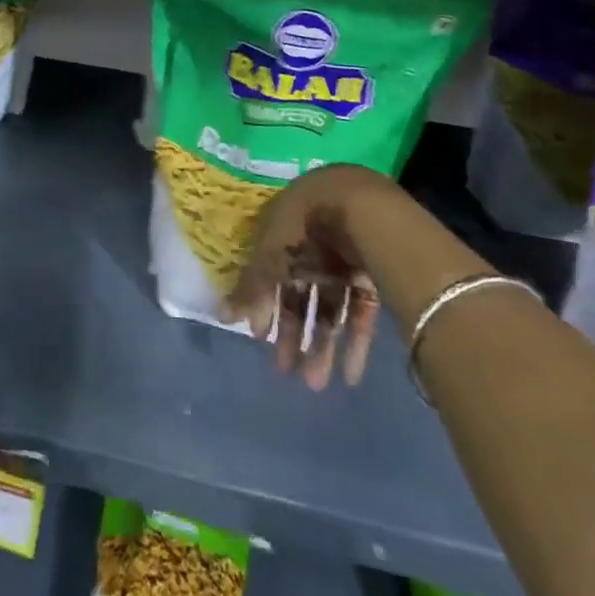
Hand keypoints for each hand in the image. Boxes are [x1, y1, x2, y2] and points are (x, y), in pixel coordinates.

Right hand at [222, 164, 391, 389]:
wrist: (362, 211)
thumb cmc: (304, 229)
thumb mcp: (270, 258)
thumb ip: (250, 289)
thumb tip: (221, 315)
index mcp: (284, 230)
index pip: (270, 271)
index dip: (263, 304)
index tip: (258, 336)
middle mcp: (313, 244)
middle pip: (300, 294)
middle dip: (293, 333)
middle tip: (286, 371)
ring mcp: (345, 261)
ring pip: (330, 308)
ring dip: (322, 345)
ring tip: (316, 384)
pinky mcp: (372, 277)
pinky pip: (360, 313)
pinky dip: (355, 343)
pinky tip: (350, 376)